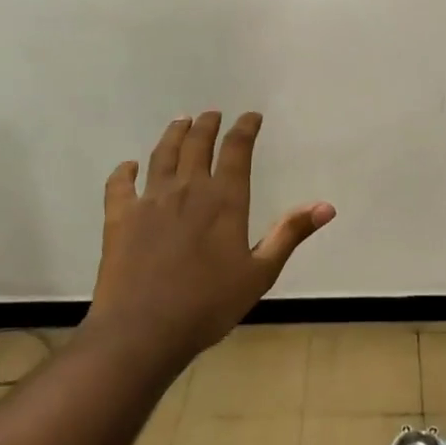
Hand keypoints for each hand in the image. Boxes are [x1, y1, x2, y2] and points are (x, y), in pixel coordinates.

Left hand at [82, 111, 333, 378]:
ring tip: (180, 121)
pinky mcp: (119, 217)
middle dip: (207, 125)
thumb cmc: (209, 305)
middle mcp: (187, 190)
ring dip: (173, 135)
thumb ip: (289, 234)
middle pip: (197, 144)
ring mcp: (149, 201)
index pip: (237, 150)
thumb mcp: (260, 273)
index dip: (245, 129)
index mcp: (224, 200)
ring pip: (162, 155)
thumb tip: (326, 206)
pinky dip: (125, 171)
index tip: (251, 116)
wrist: (143, 330)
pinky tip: (128, 166)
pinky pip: (120, 184)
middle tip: (213, 114)